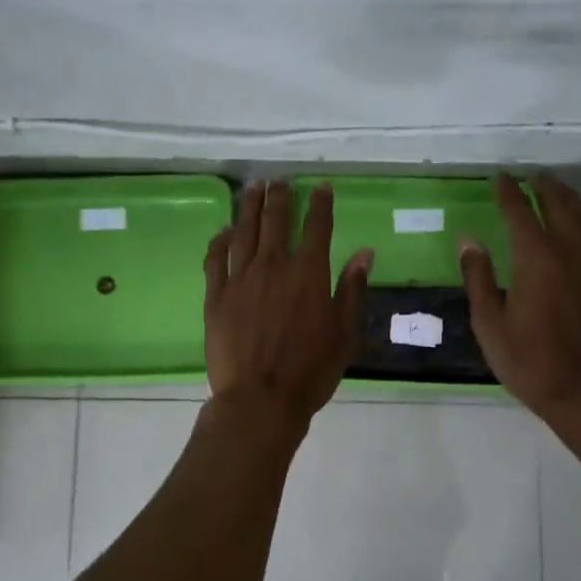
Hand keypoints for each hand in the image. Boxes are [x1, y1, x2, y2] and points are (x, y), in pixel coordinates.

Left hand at [204, 181, 373, 427]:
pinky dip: (219, 241)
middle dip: (279, 197)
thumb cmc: (311, 370)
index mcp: (309, 274)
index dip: (320, 204)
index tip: (320, 187)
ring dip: (249, 207)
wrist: (260, 398)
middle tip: (278, 181)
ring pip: (244, 232)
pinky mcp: (215, 296)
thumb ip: (352, 289)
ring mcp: (240, 279)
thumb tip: (364, 253)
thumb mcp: (344, 333)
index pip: (317, 227)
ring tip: (252, 189)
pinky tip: (223, 231)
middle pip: (276, 221)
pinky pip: (215, 259)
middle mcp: (273, 266)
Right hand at [459, 173, 580, 423]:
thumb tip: (468, 240)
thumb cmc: (528, 361)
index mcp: (536, 259)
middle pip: (560, 205)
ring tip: (556, 191)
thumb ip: (479, 277)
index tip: (500, 178)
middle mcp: (570, 251)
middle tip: (531, 177)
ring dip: (569, 199)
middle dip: (544, 187)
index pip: (520, 212)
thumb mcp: (490, 323)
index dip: (509, 192)